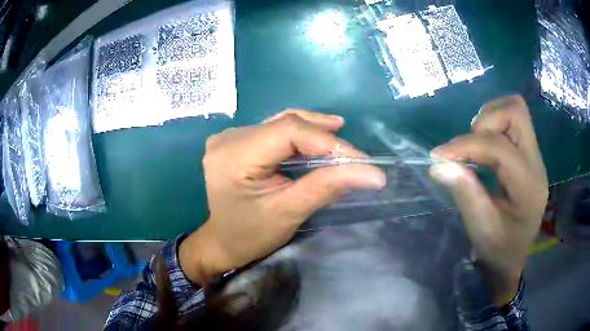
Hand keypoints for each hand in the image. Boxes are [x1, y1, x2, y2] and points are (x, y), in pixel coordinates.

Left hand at [180, 110, 385, 283]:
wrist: (222, 242)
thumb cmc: (251, 235)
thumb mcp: (289, 212)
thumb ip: (328, 186)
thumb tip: (372, 173)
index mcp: (234, 156)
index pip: (288, 132)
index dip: (327, 142)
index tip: (359, 160)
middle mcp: (228, 138)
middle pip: (285, 124)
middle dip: (324, 137)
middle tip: (353, 154)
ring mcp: (230, 137)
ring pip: (281, 123)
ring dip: (313, 130)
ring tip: (340, 139)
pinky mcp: (236, 141)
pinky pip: (273, 129)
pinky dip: (298, 134)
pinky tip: (317, 136)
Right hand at [429, 96, 547, 304]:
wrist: (514, 258)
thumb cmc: (498, 249)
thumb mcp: (480, 228)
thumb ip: (465, 192)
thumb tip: (438, 163)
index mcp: (528, 186)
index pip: (499, 147)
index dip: (467, 145)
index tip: (439, 156)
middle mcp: (536, 163)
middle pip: (516, 112)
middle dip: (486, 121)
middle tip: (468, 145)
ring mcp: (534, 156)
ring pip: (515, 111)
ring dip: (489, 120)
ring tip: (475, 146)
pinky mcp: (528, 155)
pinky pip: (512, 122)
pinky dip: (493, 126)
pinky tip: (483, 148)